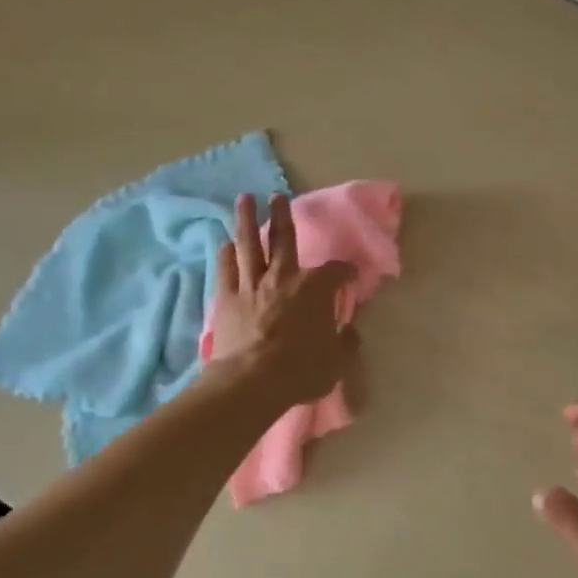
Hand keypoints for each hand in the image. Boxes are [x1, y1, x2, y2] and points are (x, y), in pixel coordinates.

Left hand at [209, 193, 355, 408]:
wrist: (251, 382)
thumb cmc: (301, 370)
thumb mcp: (337, 361)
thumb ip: (347, 342)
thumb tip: (351, 332)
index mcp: (316, 287)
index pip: (337, 271)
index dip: (347, 271)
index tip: (351, 274)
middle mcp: (284, 277)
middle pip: (284, 238)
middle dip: (282, 215)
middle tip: (277, 195)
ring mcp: (252, 285)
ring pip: (249, 245)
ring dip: (247, 220)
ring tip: (244, 199)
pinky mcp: (227, 299)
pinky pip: (227, 270)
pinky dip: (226, 255)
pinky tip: (225, 244)